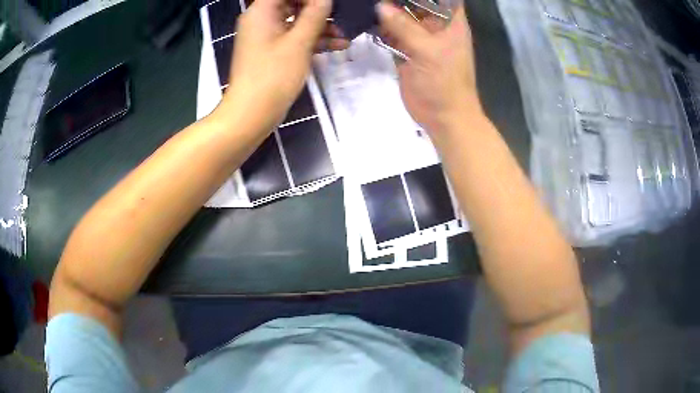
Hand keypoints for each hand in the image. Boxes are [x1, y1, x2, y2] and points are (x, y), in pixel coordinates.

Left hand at [219, 0, 347, 128]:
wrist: (251, 114)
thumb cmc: (272, 76)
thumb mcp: (299, 42)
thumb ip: (315, 15)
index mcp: (261, 12)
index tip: (330, 3)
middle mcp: (261, 20)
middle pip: (293, 3)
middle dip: (319, 10)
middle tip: (342, 15)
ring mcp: (266, 36)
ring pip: (296, 21)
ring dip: (321, 26)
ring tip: (346, 33)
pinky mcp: (272, 52)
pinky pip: (293, 38)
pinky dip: (312, 40)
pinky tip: (337, 45)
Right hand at [377, 1, 480, 135]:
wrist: (443, 117)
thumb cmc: (445, 83)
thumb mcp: (427, 50)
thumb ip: (404, 26)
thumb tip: (380, 6)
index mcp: (451, 21)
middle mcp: (436, 25)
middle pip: (417, 3)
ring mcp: (420, 38)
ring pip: (402, 17)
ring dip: (386, 11)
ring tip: (365, 4)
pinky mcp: (406, 51)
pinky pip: (392, 34)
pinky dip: (381, 28)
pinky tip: (365, 20)